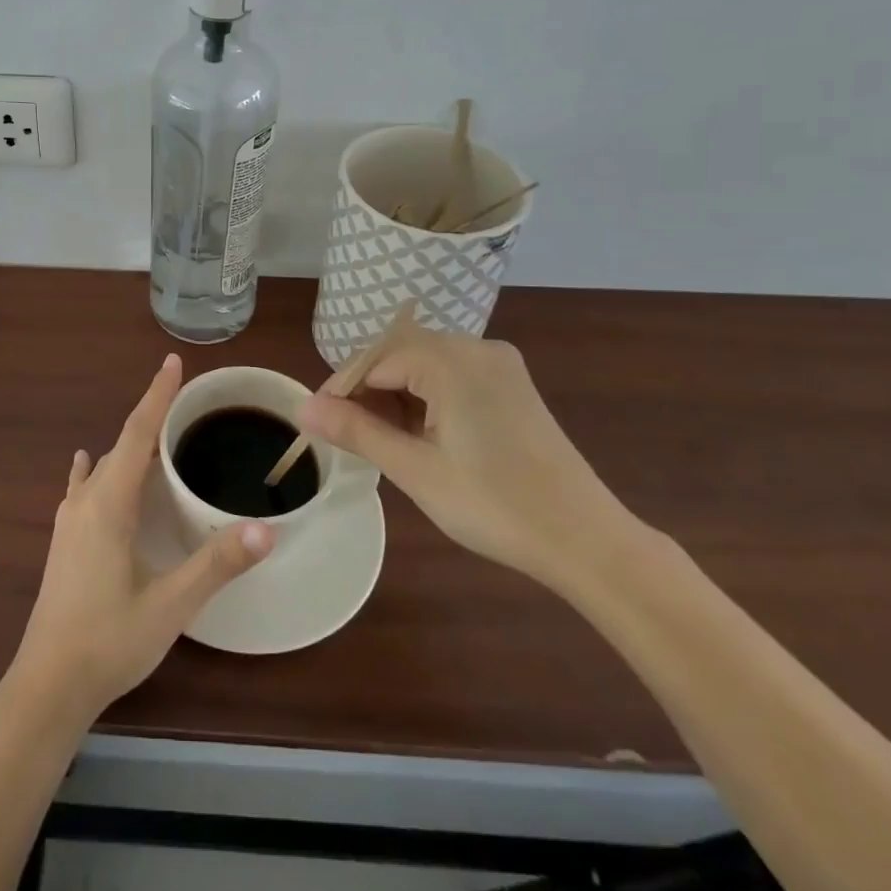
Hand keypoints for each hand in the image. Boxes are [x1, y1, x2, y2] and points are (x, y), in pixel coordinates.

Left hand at [7, 353, 272, 724]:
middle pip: (122, 446)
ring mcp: (69, 521)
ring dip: (129, 445)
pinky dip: (95, 469)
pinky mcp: (63, 542)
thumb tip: (266, 529)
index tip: (172, 362)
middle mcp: (85, 502)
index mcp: (109, 504)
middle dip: (151, 418)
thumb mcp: (170, 605)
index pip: (137, 434)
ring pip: (103, 467)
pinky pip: (83, 488)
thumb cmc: (109, 641)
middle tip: (183, 401)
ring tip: (155, 433)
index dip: (156, 396)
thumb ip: (216, 565)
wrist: (47, 686)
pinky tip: (87, 465)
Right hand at [299, 329, 637, 588]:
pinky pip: (453, 378)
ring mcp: (499, 366)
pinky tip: (419, 436)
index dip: (341, 389)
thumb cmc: (494, 505)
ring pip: (426, 366)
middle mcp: (477, 348)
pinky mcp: (512, 387)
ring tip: (380, 441)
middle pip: (400, 355)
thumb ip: (356, 431)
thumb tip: (303, 408)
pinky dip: (426, 400)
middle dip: (368, 392)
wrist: (587, 541)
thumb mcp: (415, 469)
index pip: (375, 359)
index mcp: (452, 360)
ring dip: (396, 396)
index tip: (320, 424)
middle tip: (348, 437)